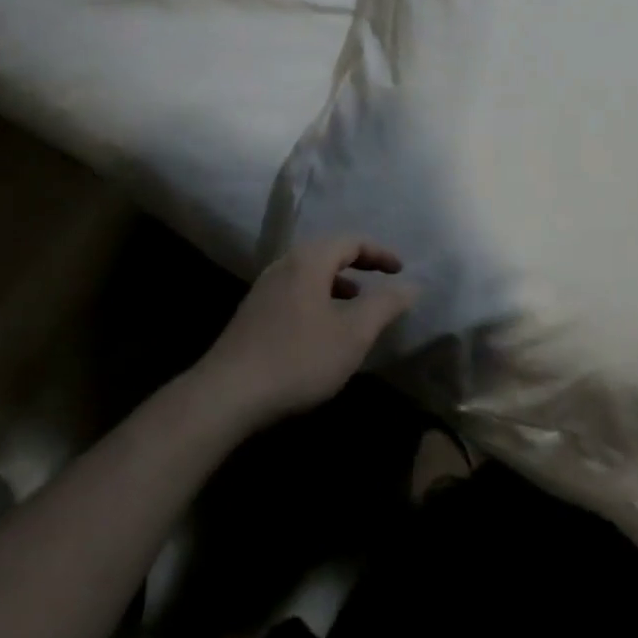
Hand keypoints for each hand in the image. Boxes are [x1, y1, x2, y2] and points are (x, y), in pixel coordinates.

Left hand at [196, 236, 415, 429]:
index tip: (400, 271)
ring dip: (338, 284)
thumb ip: (386, 305)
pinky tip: (323, 331)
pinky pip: (295, 292)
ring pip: (310, 274)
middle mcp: (284, 265)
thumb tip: (412, 286)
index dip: (380, 253)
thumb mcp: (353, 333)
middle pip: (328, 252)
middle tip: (381, 282)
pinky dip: (318, 299)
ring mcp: (264, 289)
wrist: (225, 397)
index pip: (352, 241)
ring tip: (356, 307)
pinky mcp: (252, 314)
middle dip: (359, 265)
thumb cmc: (298, 358)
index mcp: (309, 260)